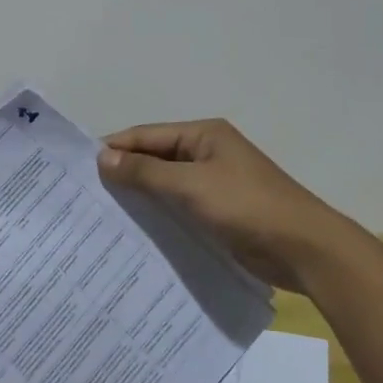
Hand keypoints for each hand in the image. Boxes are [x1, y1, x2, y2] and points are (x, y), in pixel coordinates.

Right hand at [99, 120, 358, 291]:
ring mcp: (214, 183)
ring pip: (166, 185)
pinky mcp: (219, 212)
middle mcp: (207, 152)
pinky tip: (136, 233)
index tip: (79, 168)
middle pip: (155, 158)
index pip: (147, 135)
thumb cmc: (247, 206)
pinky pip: (180, 207)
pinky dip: (159, 215)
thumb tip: (103, 157)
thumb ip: (147, 172)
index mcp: (203, 135)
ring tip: (102, 216)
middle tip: (86, 196)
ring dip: (140, 197)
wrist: (303, 248)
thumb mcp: (192, 185)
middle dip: (124, 173)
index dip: (115, 148)